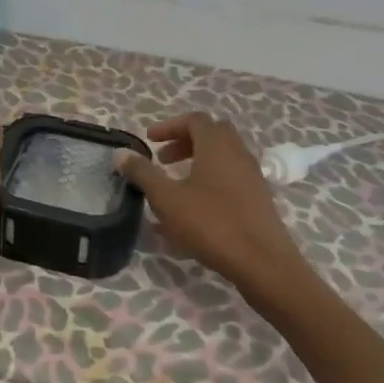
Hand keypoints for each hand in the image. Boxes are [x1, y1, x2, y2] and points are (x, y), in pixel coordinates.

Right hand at [116, 113, 305, 292]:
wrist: (262, 262)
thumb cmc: (211, 224)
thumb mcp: (167, 199)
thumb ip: (143, 173)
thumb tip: (121, 152)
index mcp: (217, 146)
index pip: (194, 120)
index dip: (169, 126)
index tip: (149, 141)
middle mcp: (238, 154)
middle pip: (211, 135)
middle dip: (184, 142)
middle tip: (163, 160)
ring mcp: (252, 176)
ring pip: (222, 157)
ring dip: (197, 162)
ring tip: (174, 185)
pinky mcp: (258, 198)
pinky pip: (230, 179)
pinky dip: (209, 182)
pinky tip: (192, 211)